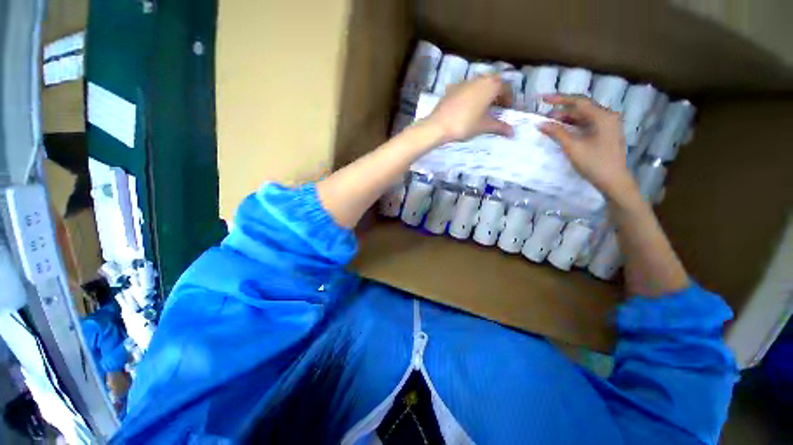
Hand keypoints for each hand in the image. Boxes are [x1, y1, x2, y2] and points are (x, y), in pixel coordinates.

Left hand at [424, 74, 513, 143]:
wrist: (439, 125)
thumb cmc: (465, 124)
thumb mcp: (484, 126)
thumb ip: (499, 127)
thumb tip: (512, 132)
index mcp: (490, 85)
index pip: (506, 88)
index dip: (509, 99)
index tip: (507, 109)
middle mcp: (479, 79)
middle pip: (493, 82)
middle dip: (497, 93)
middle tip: (496, 107)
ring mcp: (464, 82)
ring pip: (479, 83)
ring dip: (484, 92)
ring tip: (482, 107)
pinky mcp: (452, 88)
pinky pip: (466, 88)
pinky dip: (471, 94)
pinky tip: (466, 106)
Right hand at [539, 95, 638, 201]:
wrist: (613, 180)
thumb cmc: (594, 163)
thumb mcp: (573, 147)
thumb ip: (556, 133)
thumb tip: (540, 123)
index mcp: (602, 116)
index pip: (578, 102)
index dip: (559, 99)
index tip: (542, 99)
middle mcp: (607, 116)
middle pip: (581, 108)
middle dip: (561, 110)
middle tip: (543, 115)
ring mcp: (607, 126)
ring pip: (583, 117)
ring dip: (566, 119)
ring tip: (549, 123)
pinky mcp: (604, 134)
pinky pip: (586, 125)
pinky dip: (573, 126)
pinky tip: (561, 130)